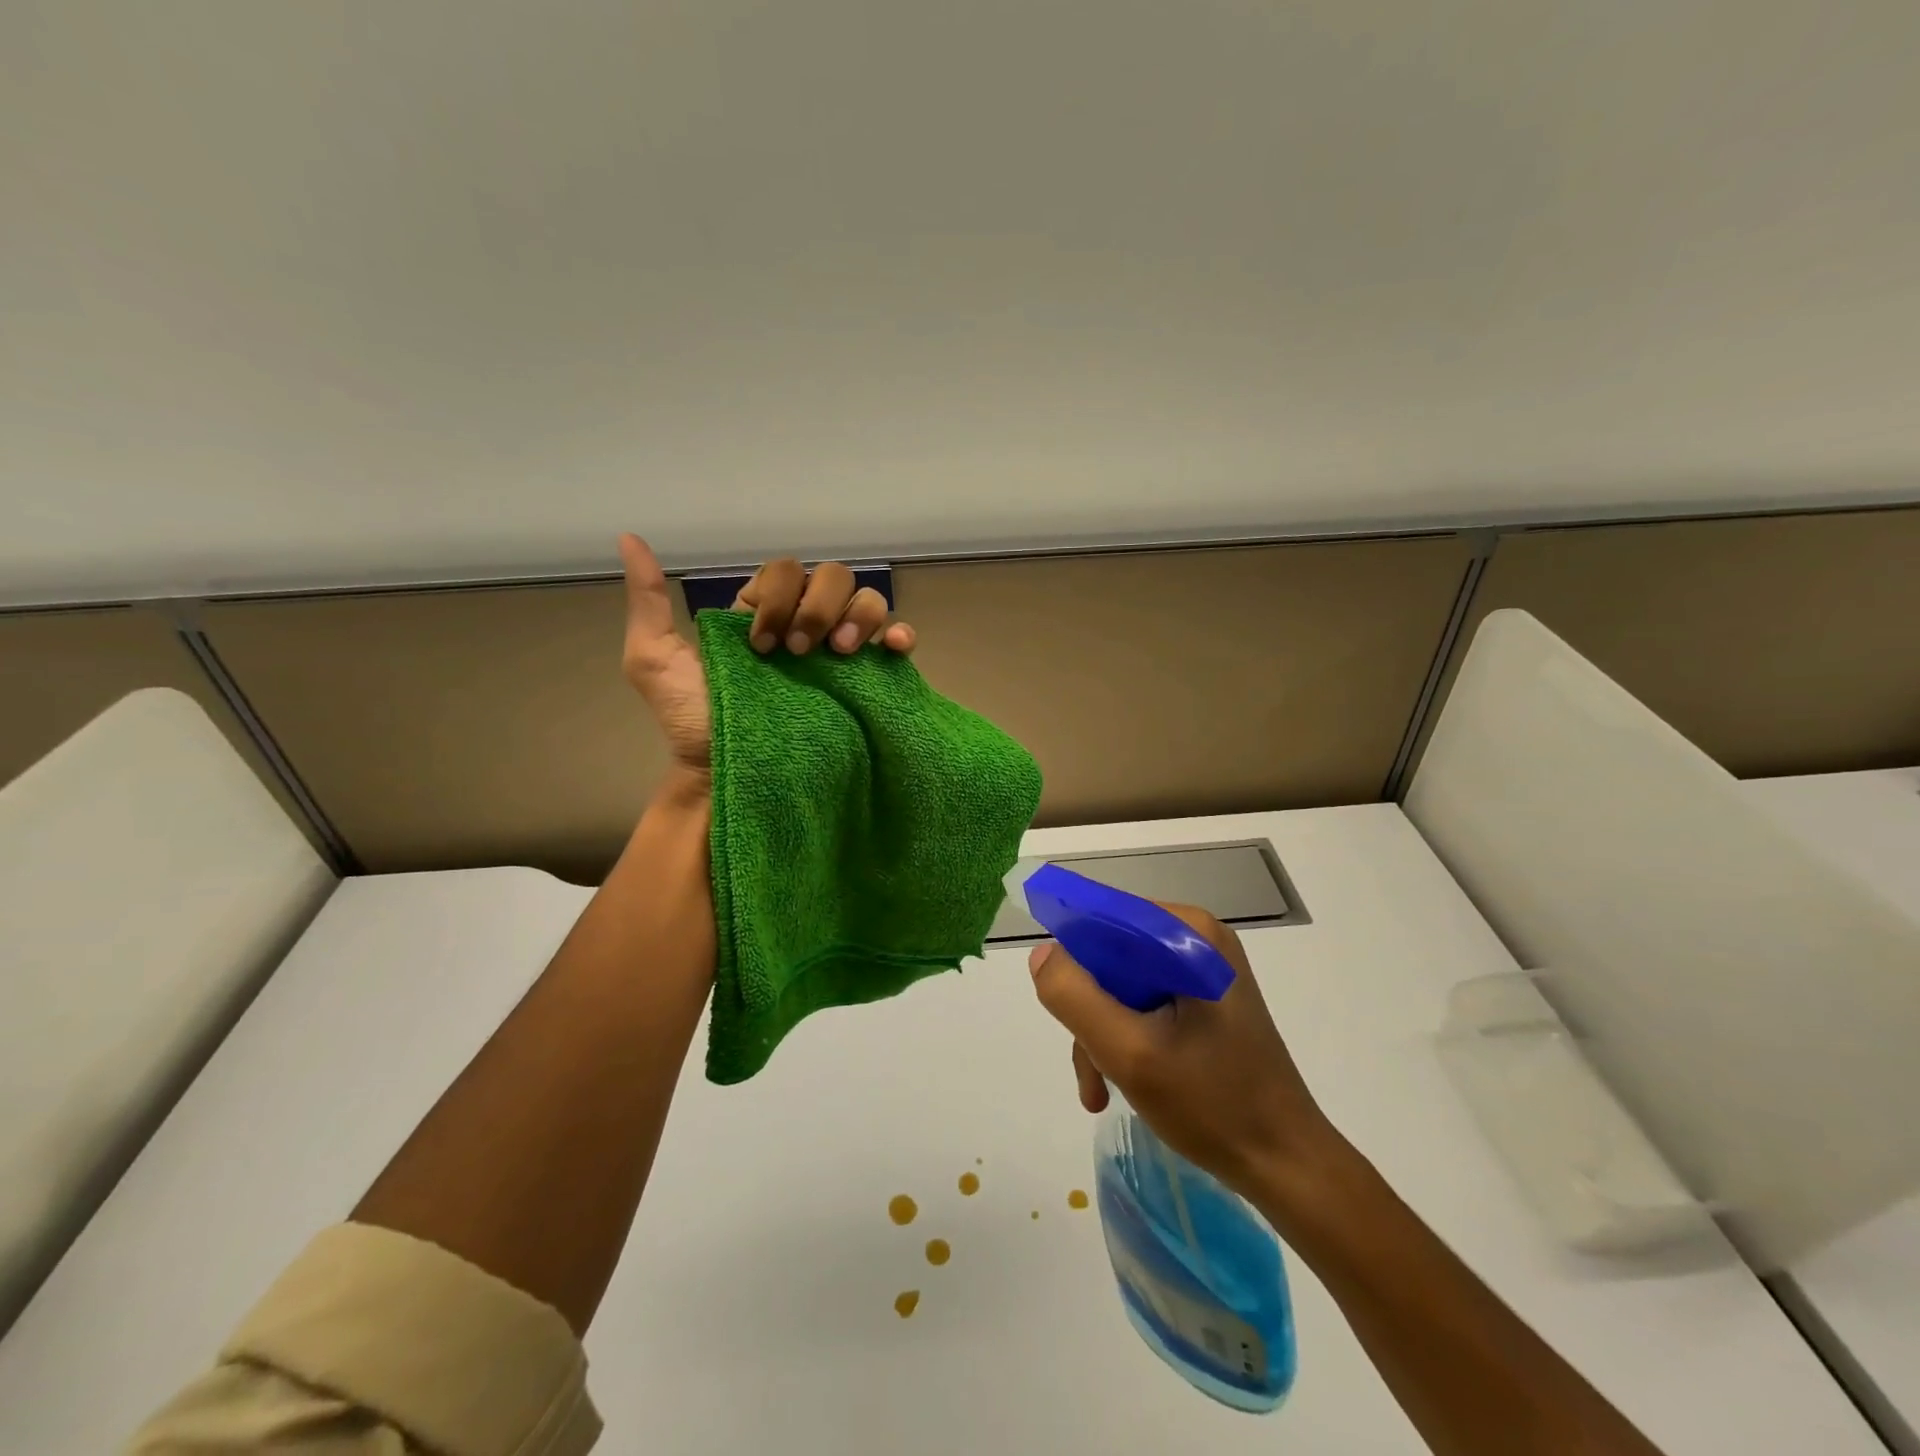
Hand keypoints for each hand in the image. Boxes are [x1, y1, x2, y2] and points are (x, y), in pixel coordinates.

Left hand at [618, 535, 917, 774]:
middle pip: (832, 577)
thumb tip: (630, 539)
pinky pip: (897, 640)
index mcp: (764, 614)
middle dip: (817, 607)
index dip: (779, 597)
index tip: (760, 646)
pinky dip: (900, 634)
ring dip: (857, 617)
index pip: (785, 571)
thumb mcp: (655, 661)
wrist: (727, 777)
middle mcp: (806, 625)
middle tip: (800, 652)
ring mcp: (839, 652)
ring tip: (840, 654)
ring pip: (867, 600)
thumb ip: (649, 602)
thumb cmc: (693, 724)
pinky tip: (890, 648)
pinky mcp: (866, 680)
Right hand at [1028, 904, 1341, 1199]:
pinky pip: (1143, 1001)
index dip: (1073, 960)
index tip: (1063, 1010)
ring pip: (1121, 983)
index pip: (1103, 919)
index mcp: (1187, 932)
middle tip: (1091, 1071)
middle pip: (1110, 955)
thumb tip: (1043, 955)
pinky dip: (1125, 1038)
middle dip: (1090, 1011)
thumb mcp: (1129, 1053)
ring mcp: (1202, 968)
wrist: (1286, 1163)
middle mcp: (1196, 937)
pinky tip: (1120, 1083)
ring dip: (1102, 1033)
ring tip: (1102, 1090)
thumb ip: (1075, 997)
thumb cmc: (1213, 1105)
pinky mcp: (1204, 997)